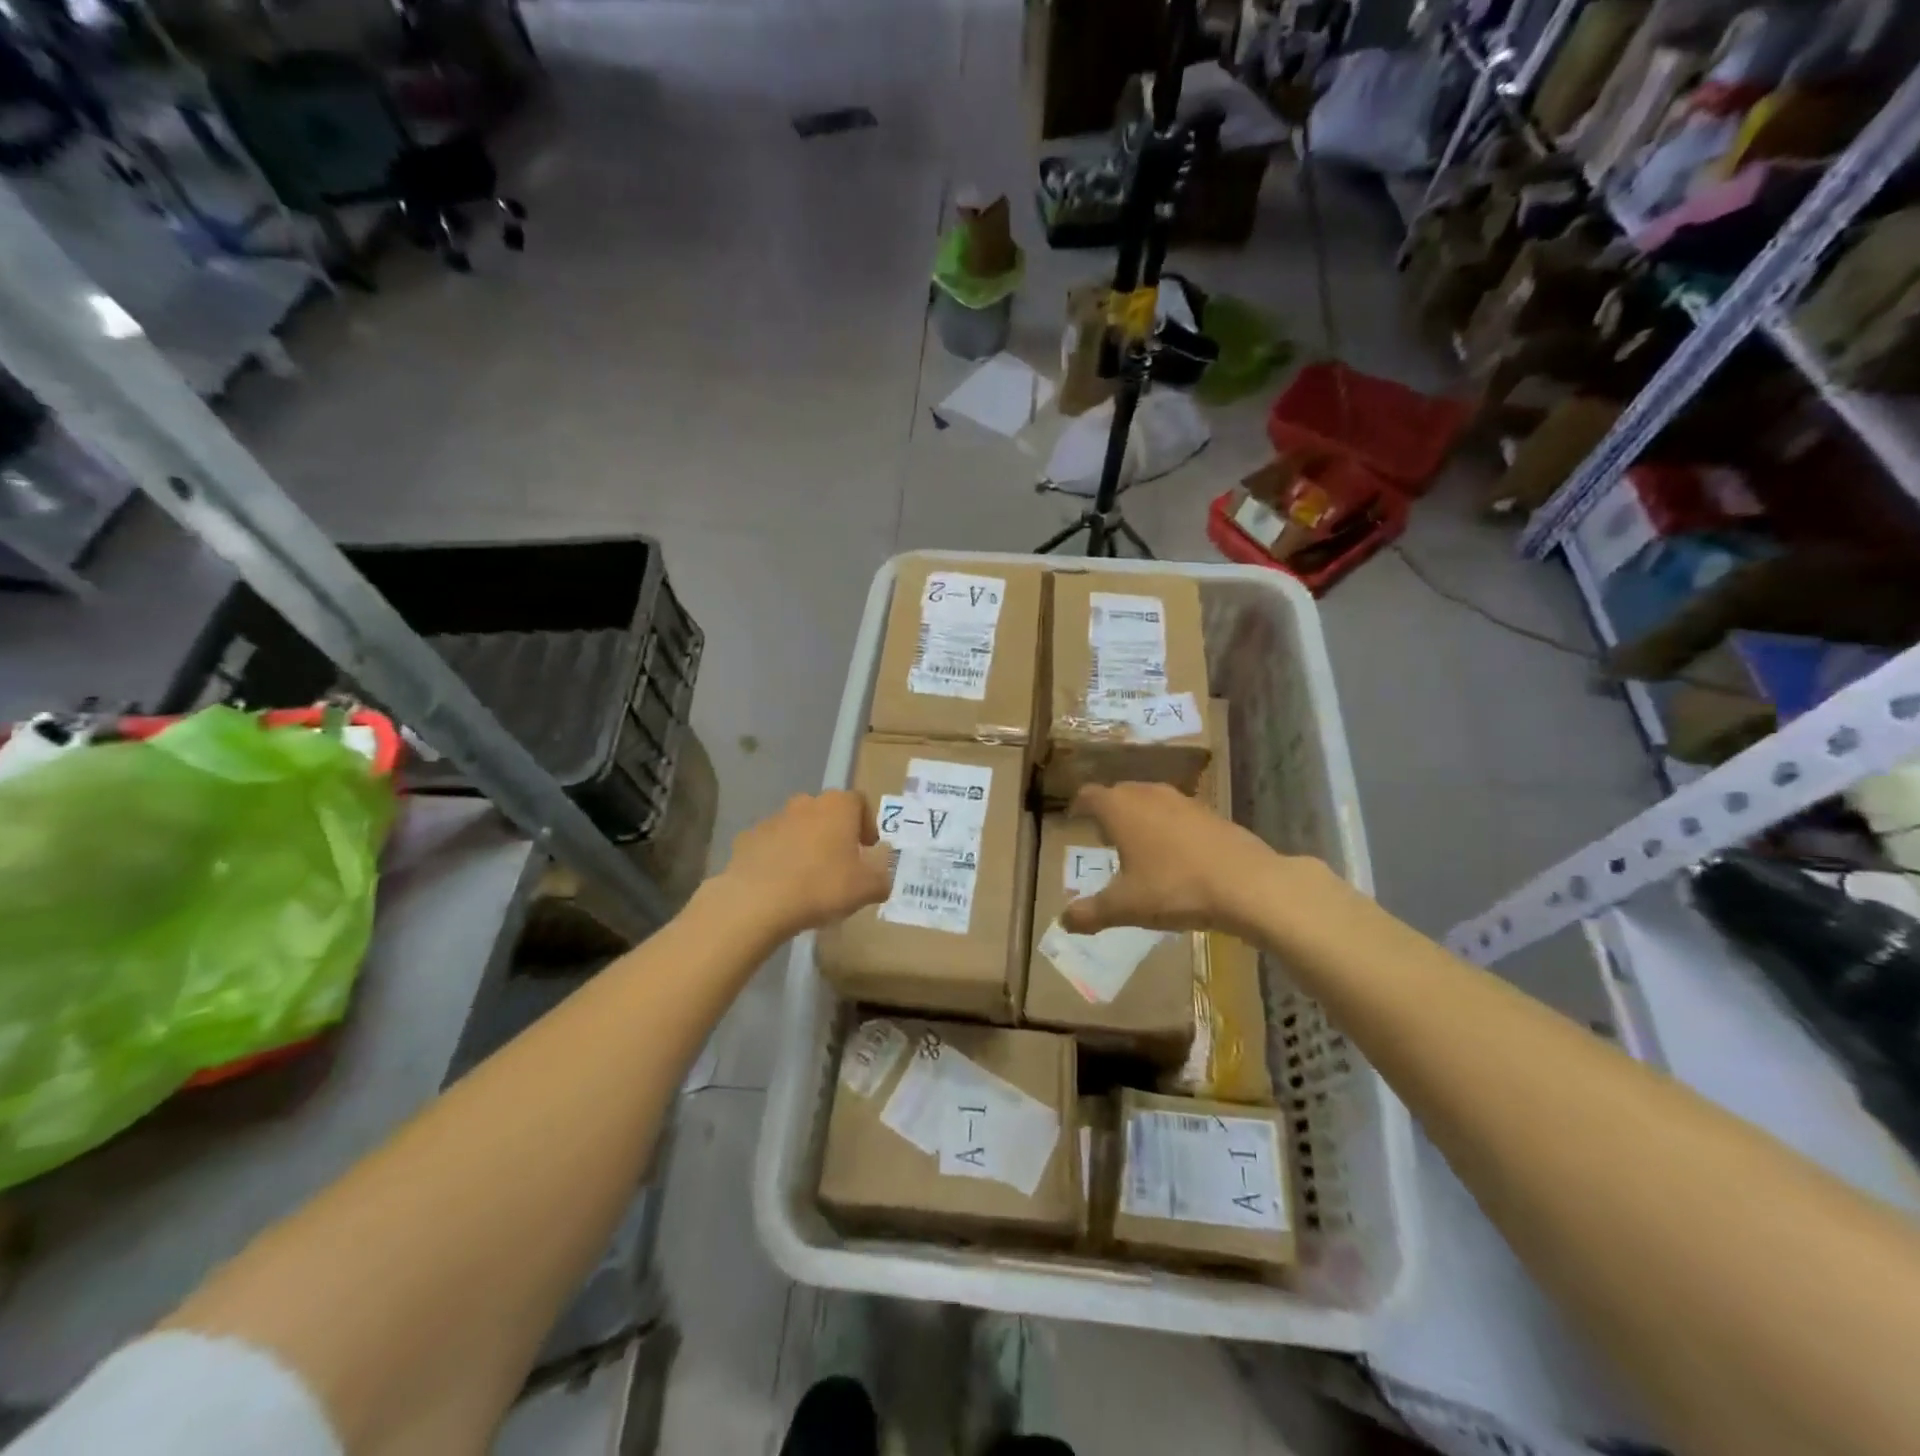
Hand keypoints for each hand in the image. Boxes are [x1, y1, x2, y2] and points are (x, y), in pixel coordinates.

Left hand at [712, 791, 893, 939]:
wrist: (757, 901)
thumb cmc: (822, 886)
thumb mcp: (868, 888)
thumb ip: (882, 877)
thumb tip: (881, 874)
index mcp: (838, 806)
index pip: (860, 802)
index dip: (867, 825)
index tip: (867, 851)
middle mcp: (805, 803)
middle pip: (827, 813)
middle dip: (835, 834)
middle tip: (840, 866)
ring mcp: (773, 818)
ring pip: (798, 827)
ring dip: (806, 845)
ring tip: (808, 879)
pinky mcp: (747, 838)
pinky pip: (772, 844)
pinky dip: (779, 858)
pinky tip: (781, 885)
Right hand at [1060, 782, 1283, 938]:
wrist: (1247, 883)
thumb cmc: (1174, 887)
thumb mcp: (1126, 907)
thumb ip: (1091, 913)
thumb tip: (1064, 922)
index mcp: (1120, 808)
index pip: (1088, 796)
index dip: (1078, 806)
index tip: (1074, 820)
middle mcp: (1148, 794)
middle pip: (1119, 793)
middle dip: (1109, 811)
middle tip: (1103, 837)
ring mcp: (1182, 800)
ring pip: (1150, 800)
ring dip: (1140, 817)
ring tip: (1138, 846)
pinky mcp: (1210, 812)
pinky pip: (1176, 813)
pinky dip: (1167, 826)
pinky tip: (1175, 855)